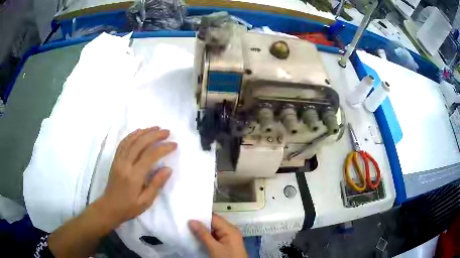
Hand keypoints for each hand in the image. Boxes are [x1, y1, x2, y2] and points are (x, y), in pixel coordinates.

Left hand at [101, 127, 176, 225]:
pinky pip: (123, 143)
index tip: (174, 145)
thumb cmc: (129, 207)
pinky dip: (132, 135)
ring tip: (156, 128)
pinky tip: (139, 132)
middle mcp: (125, 164)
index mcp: (134, 176)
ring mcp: (118, 160)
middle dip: (155, 135)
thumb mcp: (146, 201)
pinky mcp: (115, 160)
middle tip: (167, 132)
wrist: (110, 207)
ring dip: (144, 132)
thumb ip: (156, 184)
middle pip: (140, 143)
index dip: (163, 148)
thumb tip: (168, 169)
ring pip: (131, 140)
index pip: (150, 156)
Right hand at [189, 214, 247, 257]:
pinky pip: (215, 237)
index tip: (187, 215)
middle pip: (214, 224)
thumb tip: (191, 221)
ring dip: (203, 231)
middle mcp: (231, 231)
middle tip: (185, 222)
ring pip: (213, 231)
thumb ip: (203, 234)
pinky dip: (207, 237)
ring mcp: (229, 238)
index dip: (201, 216)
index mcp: (230, 229)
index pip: (214, 218)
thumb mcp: (214, 247)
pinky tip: (197, 237)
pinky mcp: (227, 244)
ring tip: (188, 229)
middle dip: (201, 224)